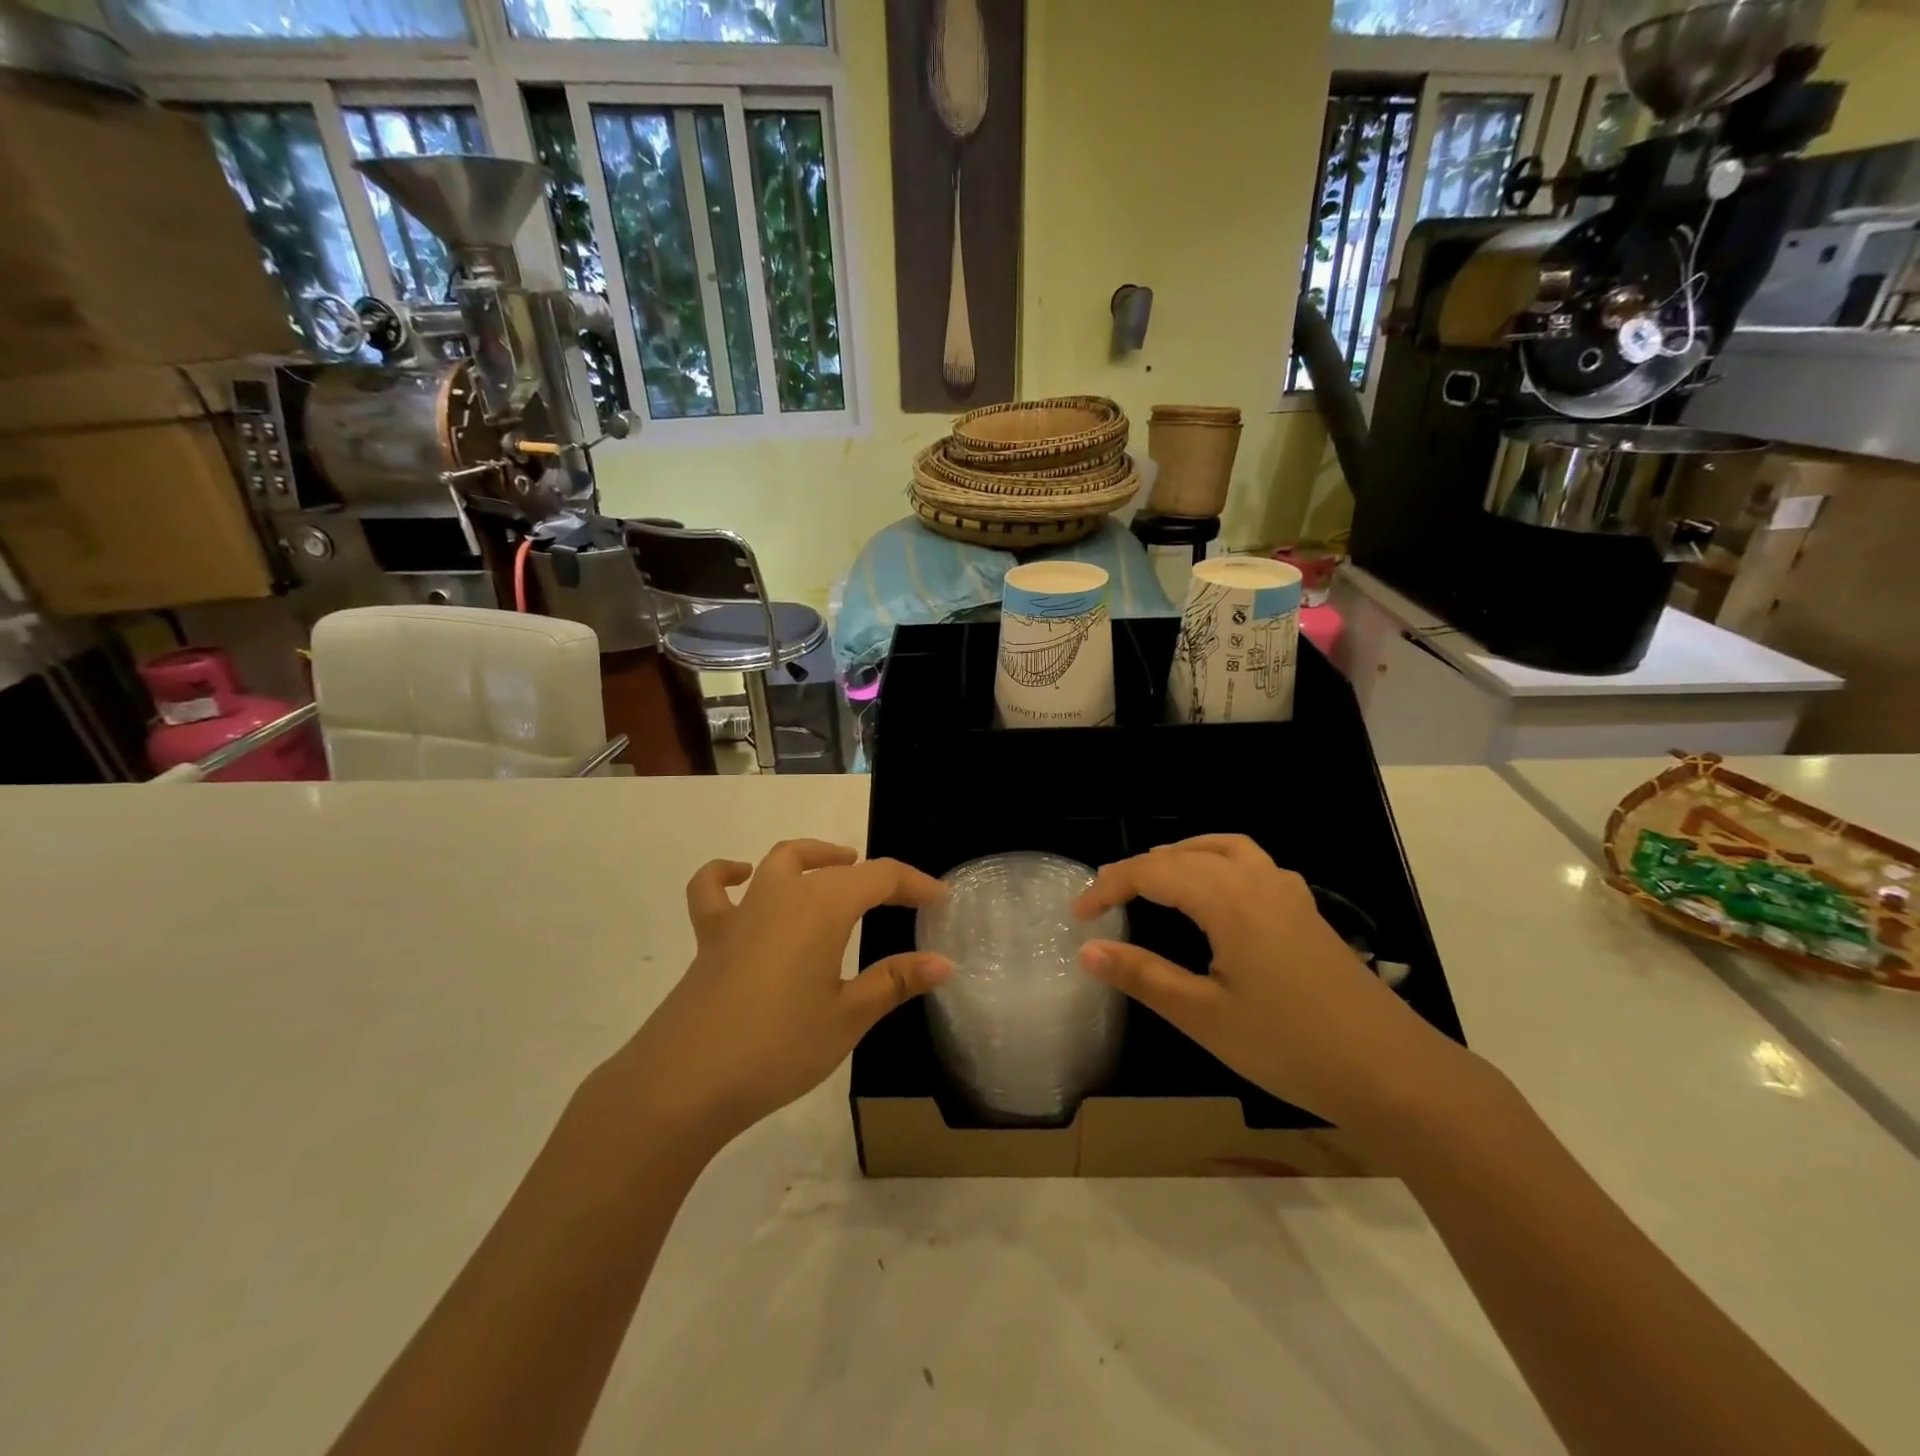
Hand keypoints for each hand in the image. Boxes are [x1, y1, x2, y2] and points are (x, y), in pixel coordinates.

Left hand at [611, 840, 949, 1150]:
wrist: (684, 1083)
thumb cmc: (778, 1047)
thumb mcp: (848, 1017)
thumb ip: (895, 981)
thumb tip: (942, 962)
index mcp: (823, 907)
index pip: (881, 877)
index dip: (915, 884)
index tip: (941, 900)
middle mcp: (782, 894)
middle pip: (835, 867)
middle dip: (873, 876)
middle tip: (899, 898)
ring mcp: (742, 911)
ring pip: (781, 861)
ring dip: (814, 857)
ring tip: (838, 867)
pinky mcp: (710, 935)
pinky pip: (714, 889)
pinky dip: (728, 874)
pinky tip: (741, 876)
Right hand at [1073, 834, 1461, 1126]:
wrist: (1393, 1073)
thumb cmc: (1290, 1046)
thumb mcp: (1204, 1016)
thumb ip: (1142, 976)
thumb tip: (1088, 950)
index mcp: (1228, 898)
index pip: (1152, 872)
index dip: (1109, 887)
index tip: (1078, 915)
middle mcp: (1258, 880)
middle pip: (1184, 854)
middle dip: (1139, 870)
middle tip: (1106, 899)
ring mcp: (1288, 892)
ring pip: (1223, 848)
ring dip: (1181, 856)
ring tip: (1154, 881)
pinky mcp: (1306, 911)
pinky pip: (1251, 863)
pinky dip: (1217, 863)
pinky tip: (1216, 897)